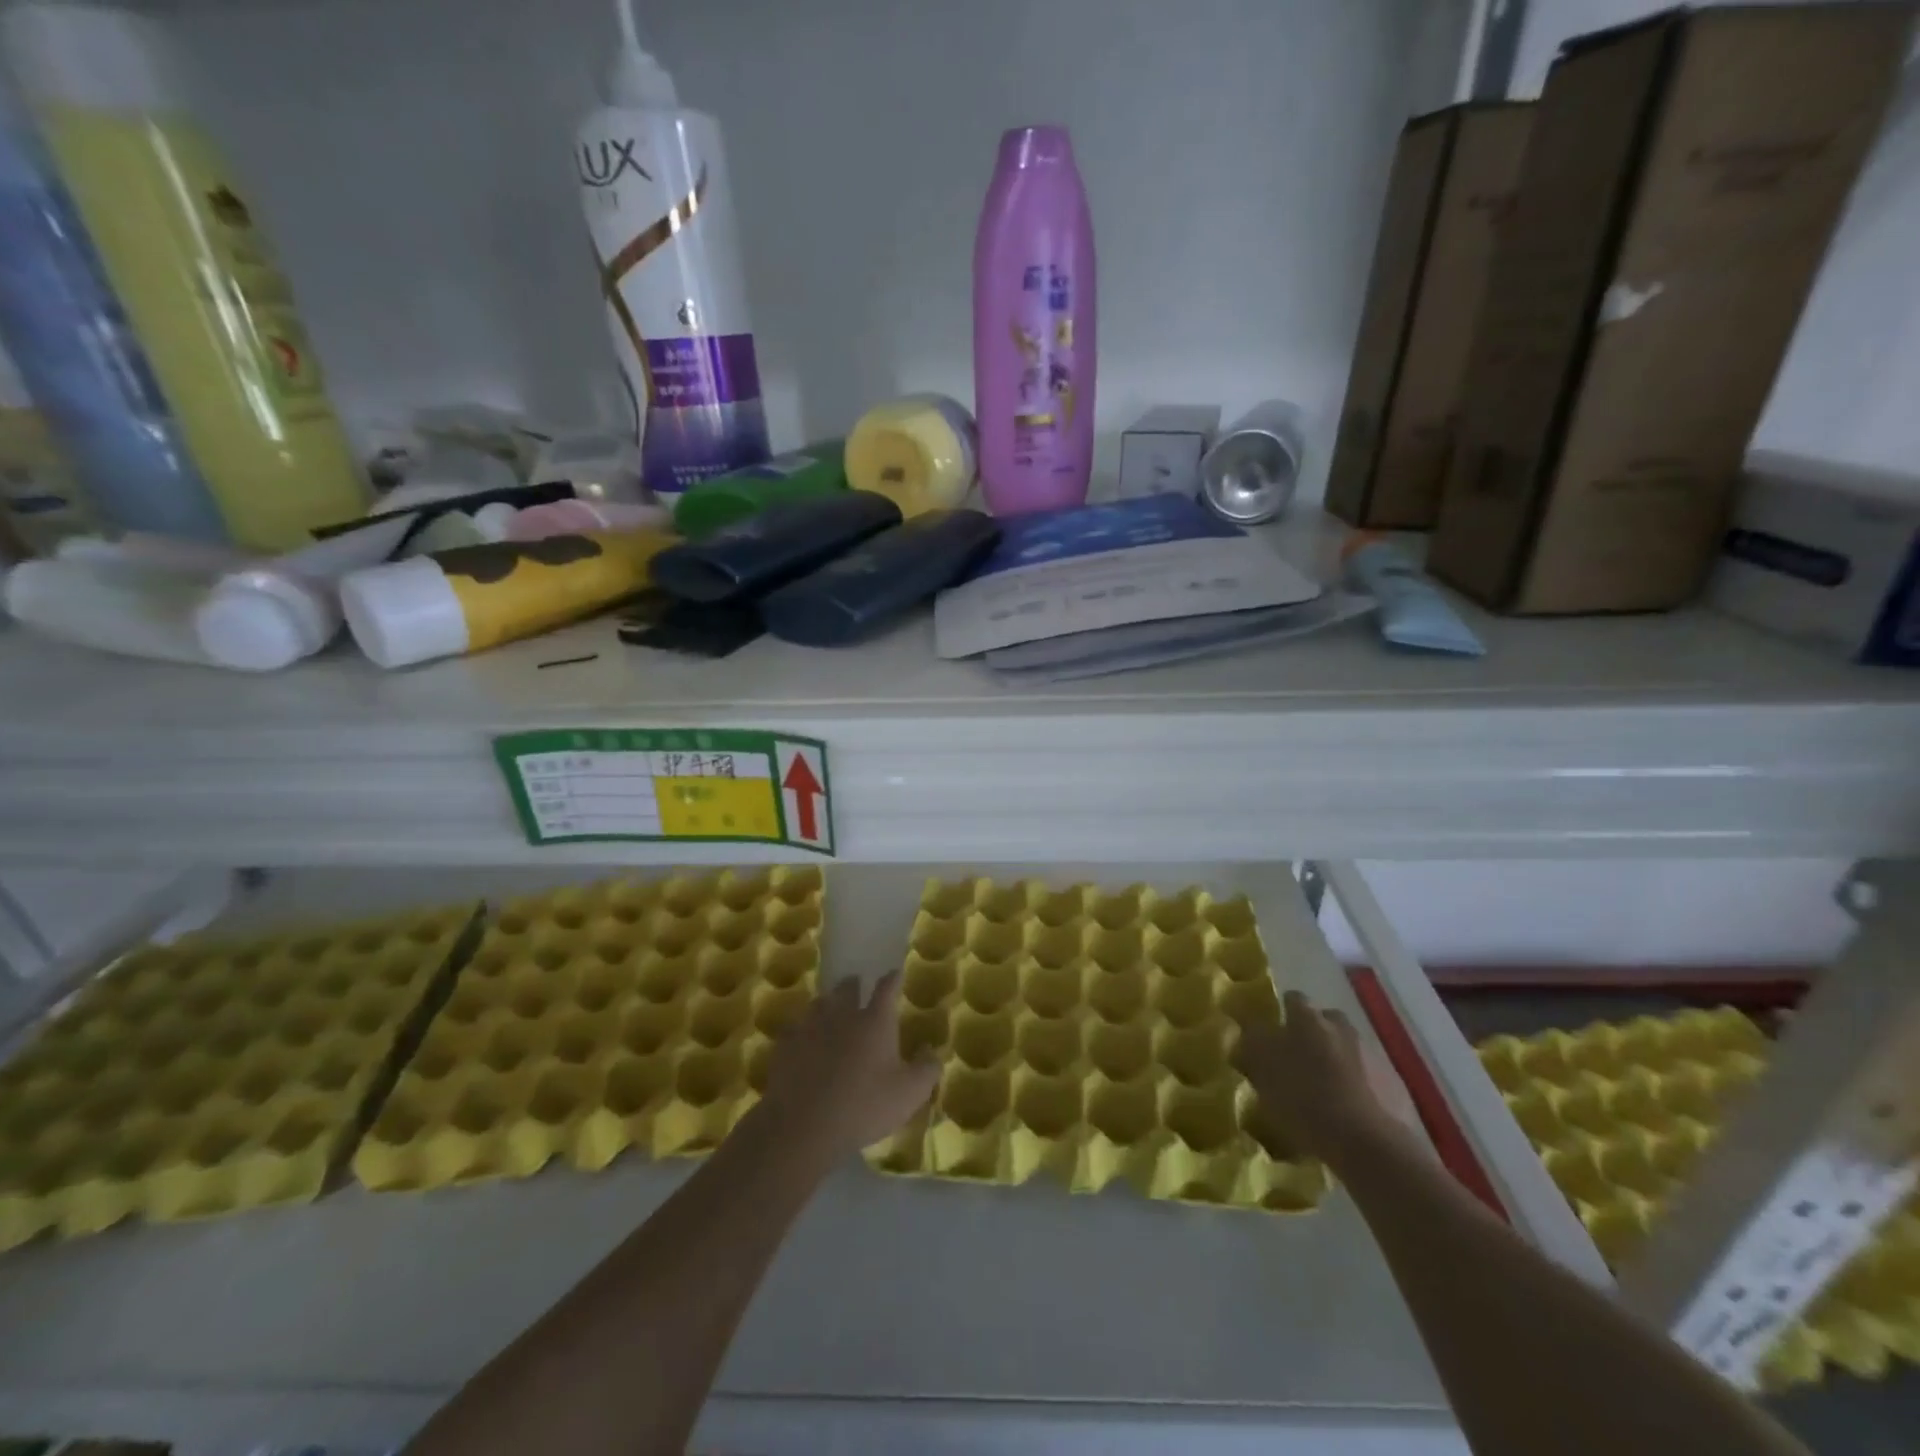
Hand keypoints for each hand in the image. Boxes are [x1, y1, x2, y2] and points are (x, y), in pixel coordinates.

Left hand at [760, 971, 938, 1160]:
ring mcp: (810, 1028)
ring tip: (829, 1006)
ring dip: (827, 1002)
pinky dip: (802, 1029)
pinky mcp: (786, 1046)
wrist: (803, 1125)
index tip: (895, 972)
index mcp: (875, 1021)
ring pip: (819, 1004)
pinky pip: (795, 1029)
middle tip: (856, 984)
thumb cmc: (864, 1106)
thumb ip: (927, 1070)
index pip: (886, 989)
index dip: (892, 979)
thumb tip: (932, 1051)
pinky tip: (802, 1038)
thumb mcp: (909, 1094)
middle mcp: (842, 1015)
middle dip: (853, 985)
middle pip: (847, 990)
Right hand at [1233, 990, 1396, 1164]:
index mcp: (1307, 1018)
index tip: (1272, 1031)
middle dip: (1312, 1032)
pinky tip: (1340, 1104)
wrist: (1364, 1141)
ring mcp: (1366, 1053)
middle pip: (1323, 1019)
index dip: (1282, 1013)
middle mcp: (1338, 1027)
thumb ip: (1254, 1046)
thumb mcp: (1263, 1071)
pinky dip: (1351, 1081)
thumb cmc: (1303, 1099)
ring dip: (1332, 1056)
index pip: (1292, 999)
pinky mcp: (1387, 1082)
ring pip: (1343, 1045)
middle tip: (1297, 1056)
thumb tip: (1250, 1033)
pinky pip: (1362, 1072)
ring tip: (1320, 1084)